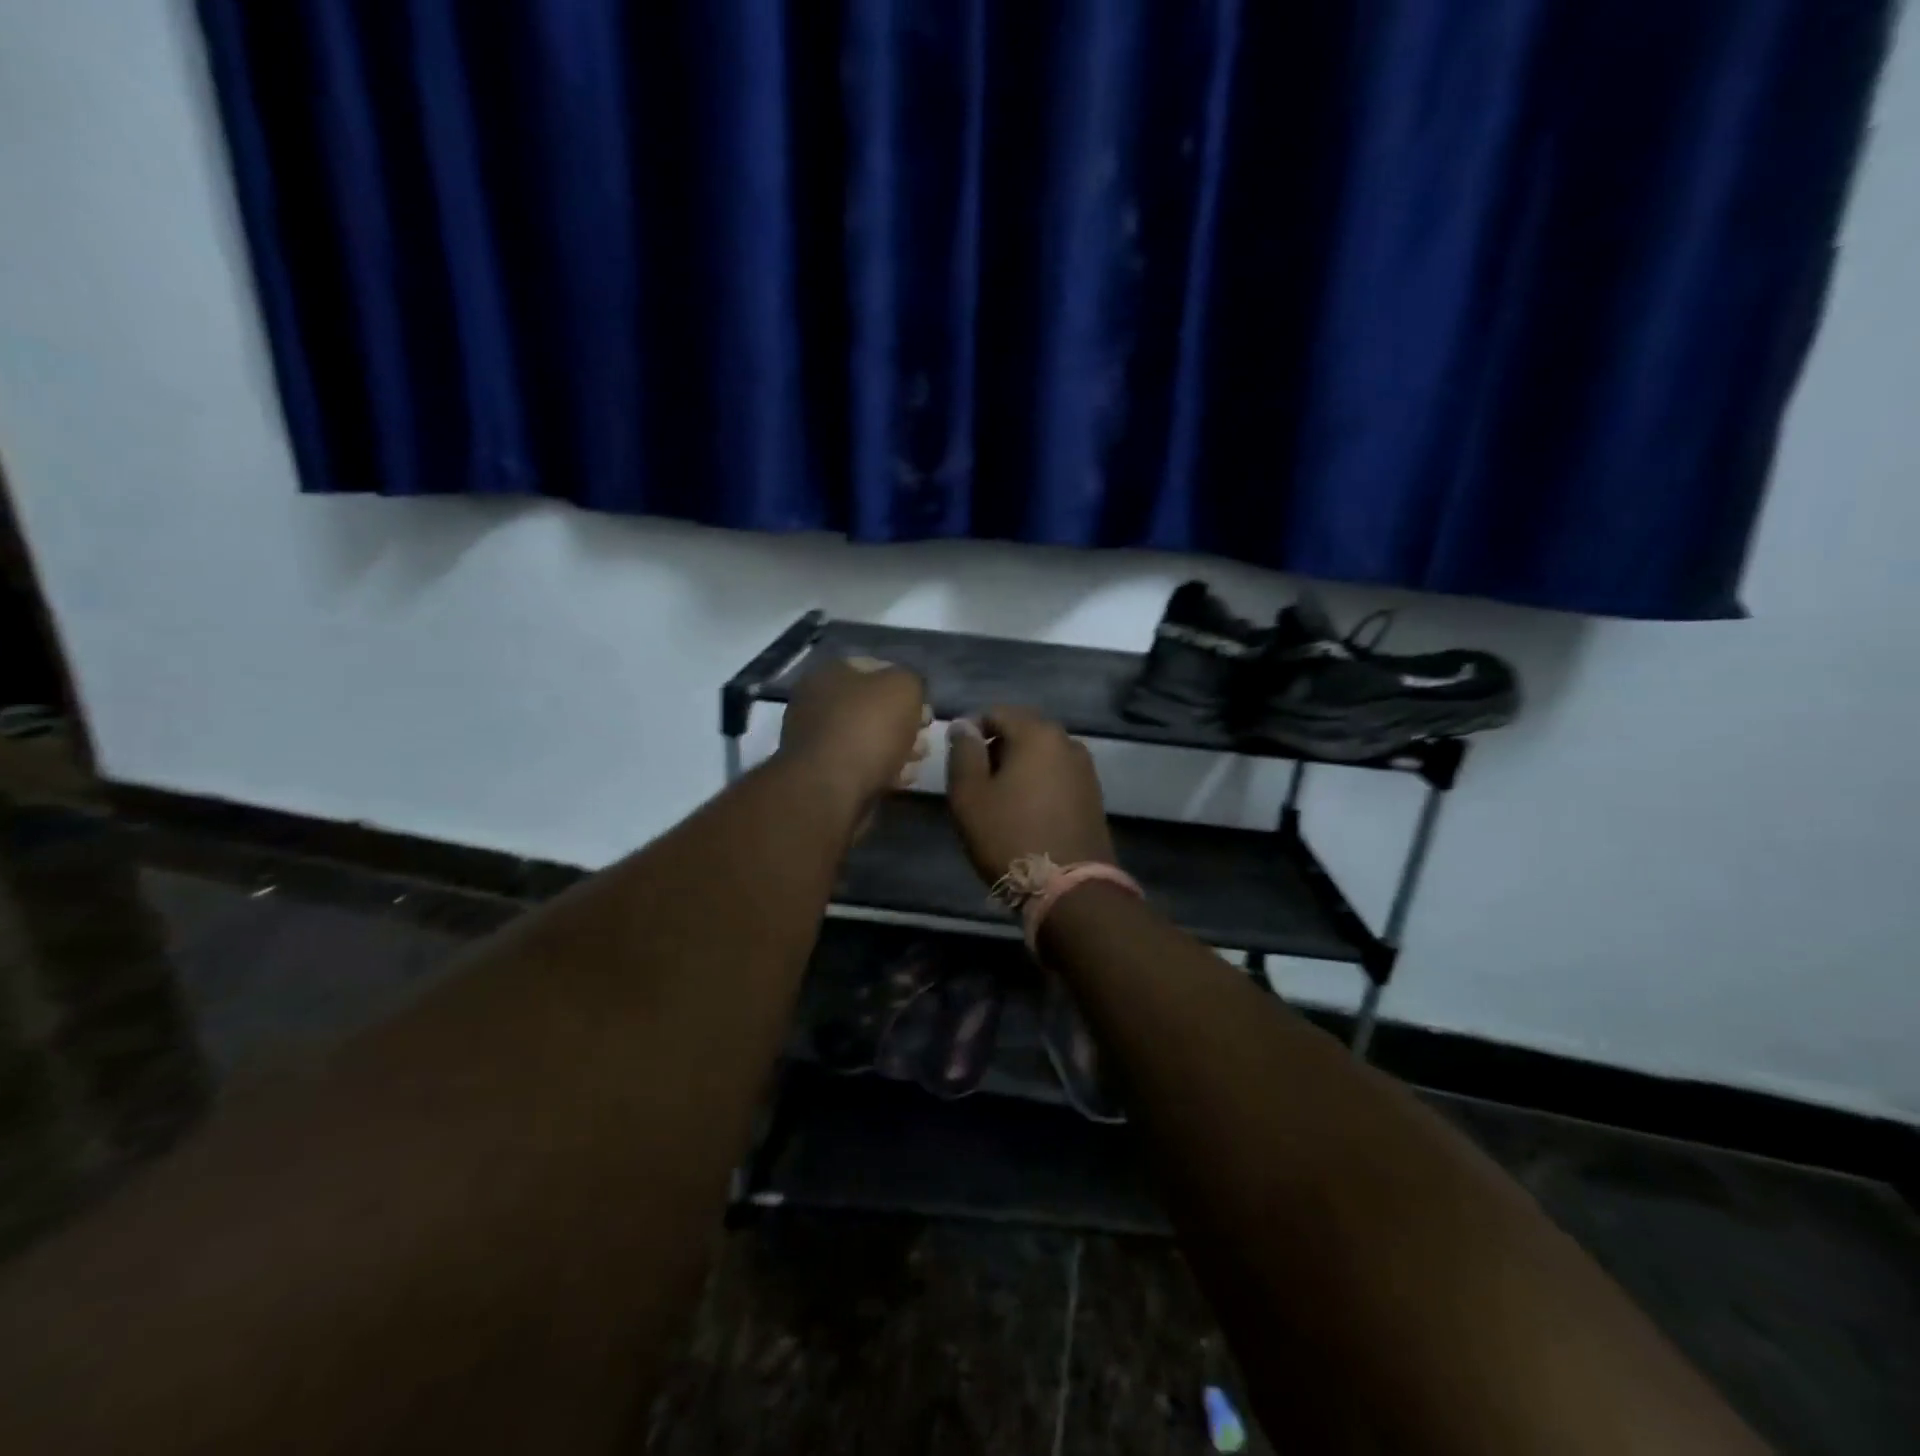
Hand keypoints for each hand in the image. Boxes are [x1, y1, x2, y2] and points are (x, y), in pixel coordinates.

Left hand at [778, 657, 929, 807]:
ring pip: (871, 738)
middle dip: (905, 721)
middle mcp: (819, 703)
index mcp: (830, 674)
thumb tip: (909, 693)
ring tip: (917, 760)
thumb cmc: (868, 728)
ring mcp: (819, 741)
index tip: (925, 705)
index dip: (906, 684)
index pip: (876, 667)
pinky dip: (884, 770)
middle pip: (874, 707)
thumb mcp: (903, 687)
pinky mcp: (826, 775)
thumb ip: (911, 681)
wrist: (831, 790)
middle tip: (924, 735)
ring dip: (899, 748)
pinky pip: (863, 766)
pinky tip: (902, 780)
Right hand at [946, 707, 1115, 885]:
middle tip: (976, 783)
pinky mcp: (1094, 796)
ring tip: (999, 801)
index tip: (958, 761)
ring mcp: (1086, 769)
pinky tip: (1025, 813)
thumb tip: (963, 725)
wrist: (1069, 889)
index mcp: (1037, 733)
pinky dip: (1038, 785)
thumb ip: (963, 753)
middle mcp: (1068, 742)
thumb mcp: (970, 795)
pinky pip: (1057, 777)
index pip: (996, 712)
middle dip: (996, 749)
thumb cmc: (1010, 836)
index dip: (971, 731)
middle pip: (1022, 731)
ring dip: (1018, 768)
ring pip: (1041, 755)